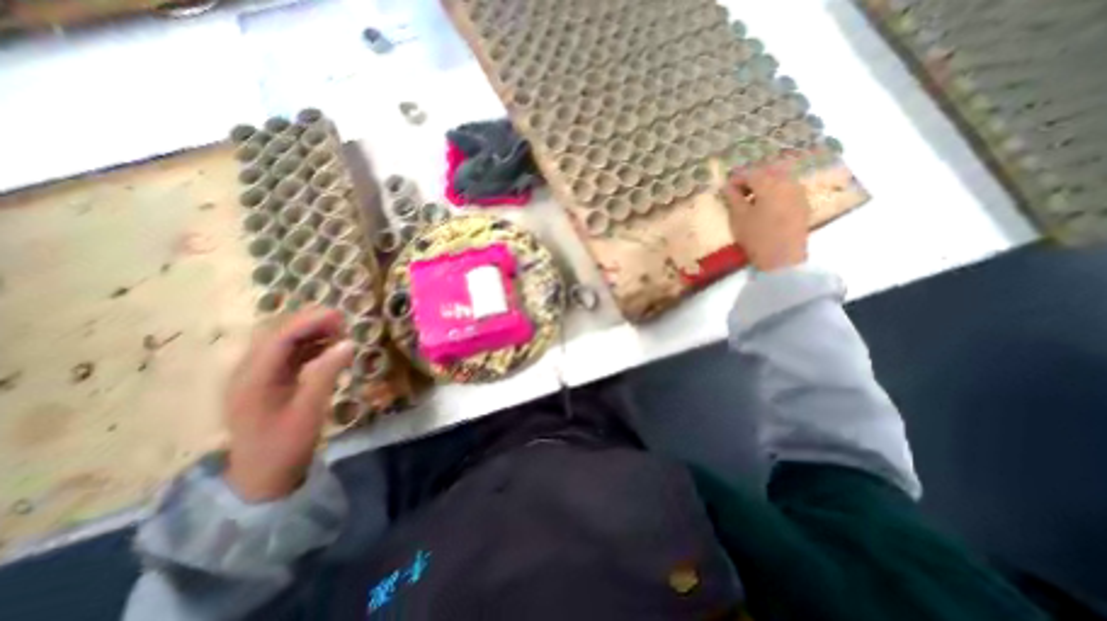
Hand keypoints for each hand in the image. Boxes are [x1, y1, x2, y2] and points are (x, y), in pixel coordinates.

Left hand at [225, 309, 355, 502]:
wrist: (262, 478)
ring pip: (281, 343)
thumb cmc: (285, 445)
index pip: (278, 339)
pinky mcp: (266, 383)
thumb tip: (349, 344)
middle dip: (308, 323)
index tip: (339, 315)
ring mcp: (255, 378)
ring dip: (309, 333)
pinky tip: (328, 349)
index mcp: (251, 379)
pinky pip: (286, 356)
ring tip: (339, 331)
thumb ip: (327, 374)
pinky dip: (308, 347)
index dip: (308, 322)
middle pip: (275, 335)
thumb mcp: (310, 410)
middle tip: (342, 321)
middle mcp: (247, 373)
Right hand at [723, 156, 811, 270]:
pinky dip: (776, 191)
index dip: (736, 179)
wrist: (783, 257)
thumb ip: (733, 198)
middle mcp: (787, 182)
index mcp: (769, 183)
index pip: (750, 173)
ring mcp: (798, 192)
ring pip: (780, 179)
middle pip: (768, 172)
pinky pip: (788, 189)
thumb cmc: (756, 235)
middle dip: (752, 179)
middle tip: (739, 192)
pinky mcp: (803, 203)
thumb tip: (727, 185)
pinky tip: (767, 205)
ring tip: (752, 199)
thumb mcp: (738, 217)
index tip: (726, 188)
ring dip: (765, 184)